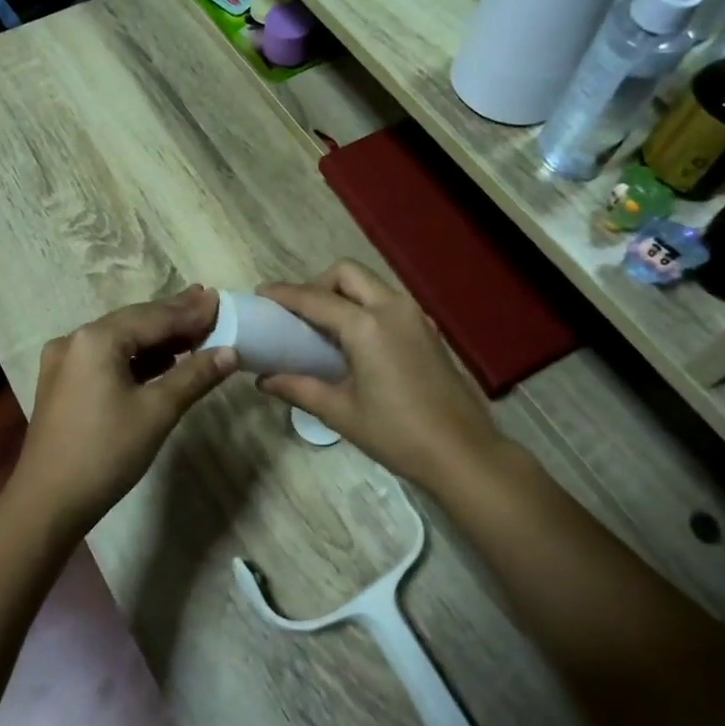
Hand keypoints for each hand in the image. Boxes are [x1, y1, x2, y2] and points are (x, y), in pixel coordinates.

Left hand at [8, 286, 234, 532]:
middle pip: (134, 322)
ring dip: (156, 338)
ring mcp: (64, 362)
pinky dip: (136, 357)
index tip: (219, 300)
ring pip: (120, 340)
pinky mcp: (63, 384)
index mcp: (96, 339)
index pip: (153, 317)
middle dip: (173, 317)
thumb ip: (194, 375)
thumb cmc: (106, 452)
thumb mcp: (157, 412)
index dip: (189, 311)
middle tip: (208, 304)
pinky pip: (106, 358)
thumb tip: (230, 352)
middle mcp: (75, 340)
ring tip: (193, 331)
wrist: (48, 503)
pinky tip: (162, 360)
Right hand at [255, 261, 503, 492]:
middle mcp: (392, 309)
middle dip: (318, 283)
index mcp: (367, 326)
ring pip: (371, 284)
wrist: (463, 452)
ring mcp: (415, 316)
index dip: (285, 294)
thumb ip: (300, 389)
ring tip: (324, 326)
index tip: (261, 294)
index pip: (315, 299)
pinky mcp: (428, 330)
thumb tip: (264, 380)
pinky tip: (356, 341)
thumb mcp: (341, 413)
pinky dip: (365, 306)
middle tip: (299, 313)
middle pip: (347, 273)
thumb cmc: (397, 434)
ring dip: (343, 293)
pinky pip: (388, 302)